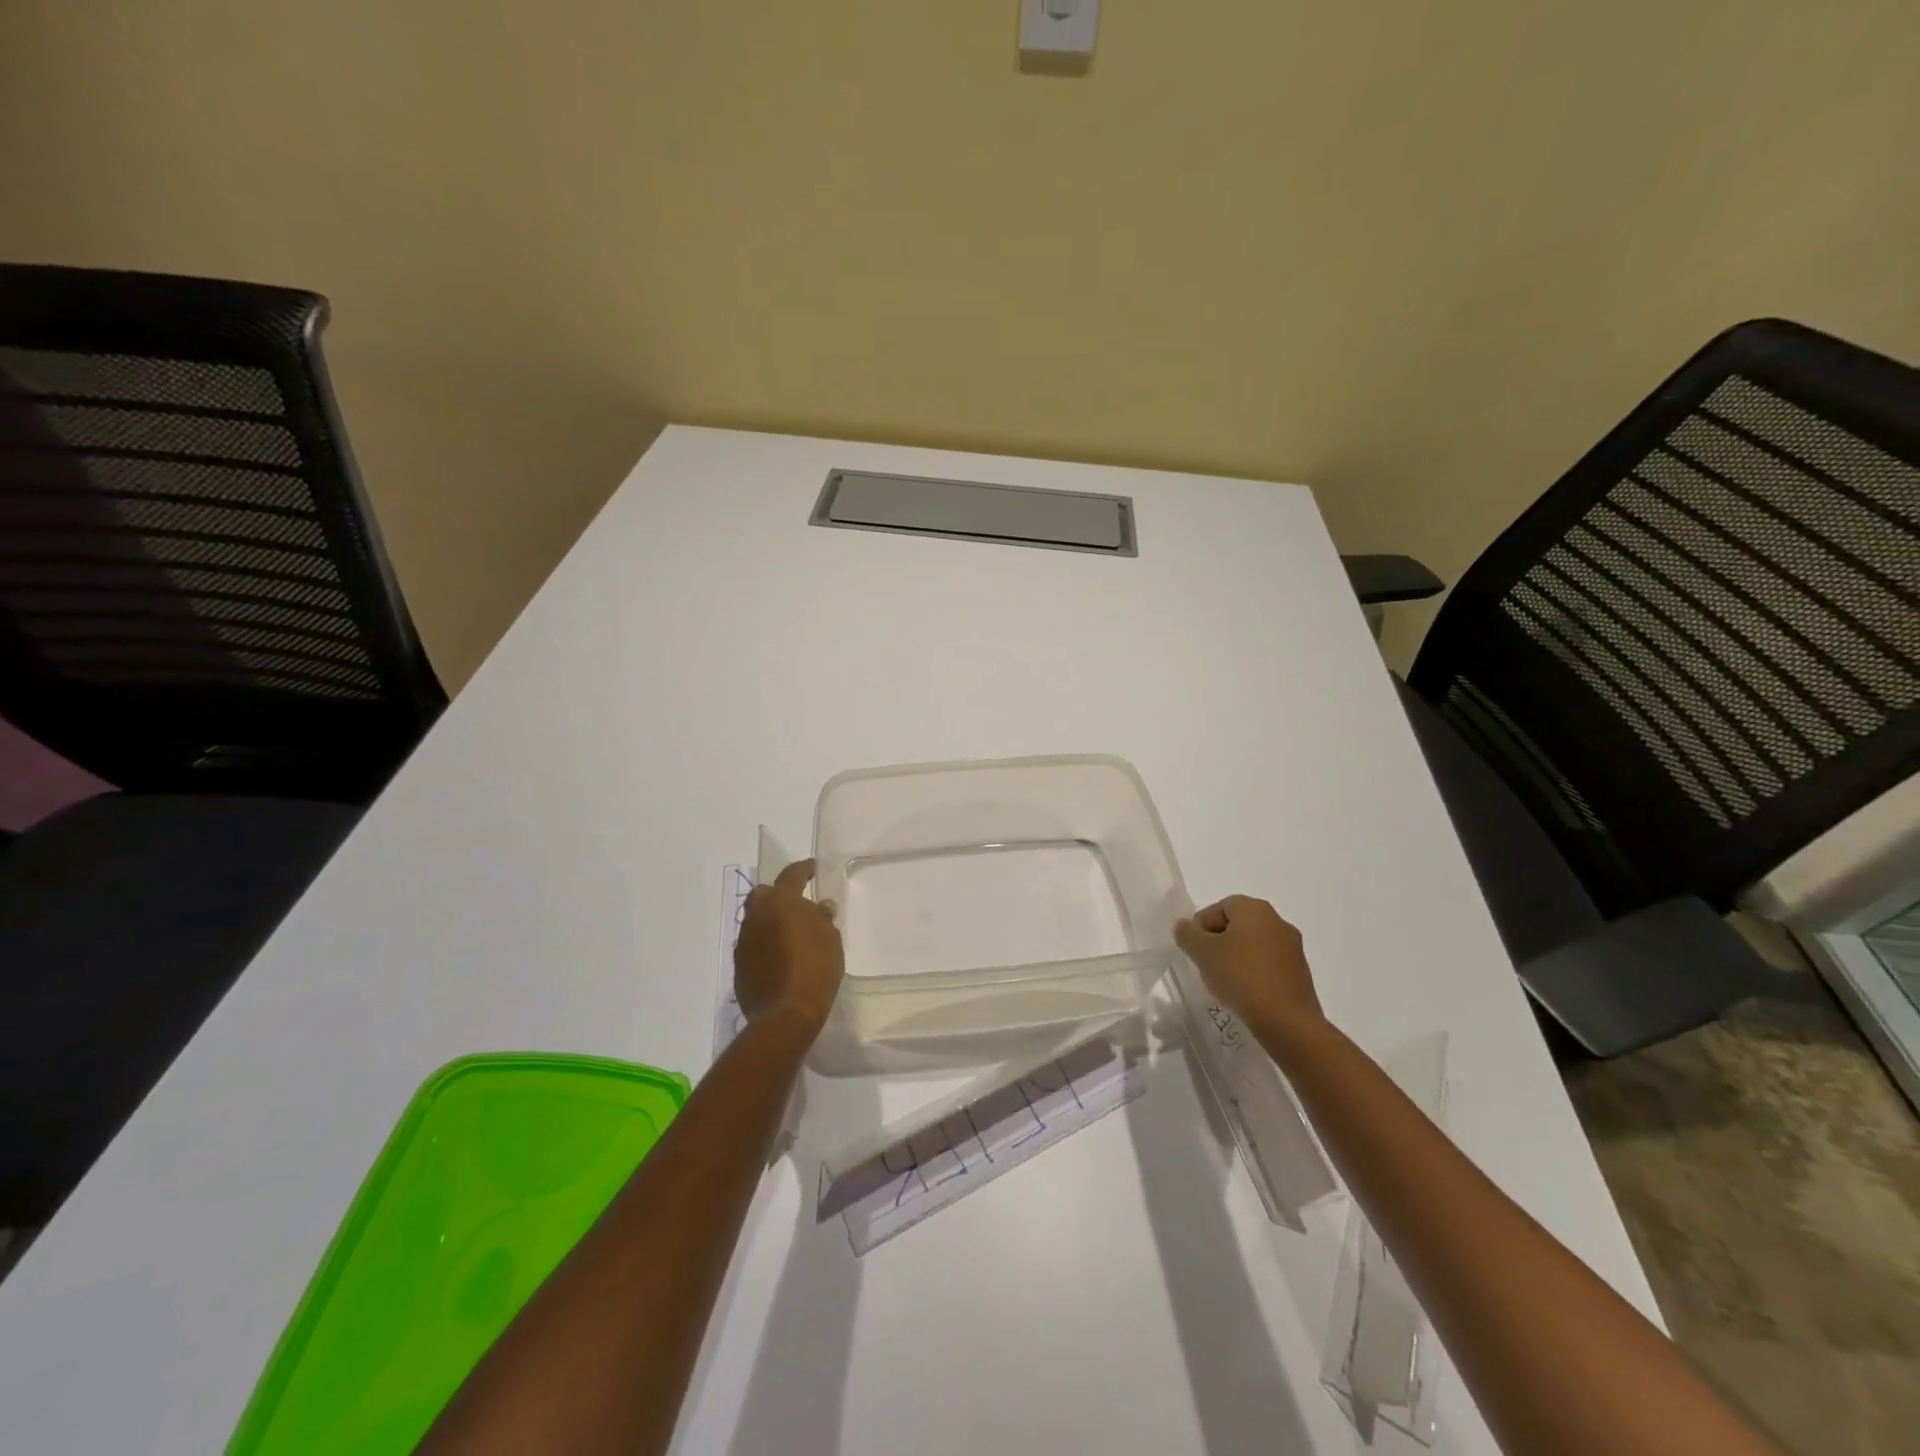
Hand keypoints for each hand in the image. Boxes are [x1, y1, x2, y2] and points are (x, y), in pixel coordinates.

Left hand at [735, 858, 844, 1037]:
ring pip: (755, 921)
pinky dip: (765, 946)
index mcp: (781, 902)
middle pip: (763, 894)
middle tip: (796, 905)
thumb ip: (822, 919)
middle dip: (777, 895)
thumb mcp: (831, 939)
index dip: (804, 869)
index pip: (791, 875)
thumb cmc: (816, 968)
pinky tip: (780, 959)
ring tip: (790, 935)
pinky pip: (753, 946)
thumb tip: (819, 908)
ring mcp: (744, 942)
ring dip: (770, 922)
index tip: (813, 868)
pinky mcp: (739, 966)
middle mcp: (757, 916)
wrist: (786, 1014)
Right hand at [1174, 895, 1324, 1040]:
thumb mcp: (1202, 953)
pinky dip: (1253, 973)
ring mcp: (1293, 948)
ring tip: (1223, 981)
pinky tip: (1244, 993)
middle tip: (1204, 963)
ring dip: (1236, 958)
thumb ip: (1187, 934)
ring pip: (1253, 945)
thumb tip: (1184, 926)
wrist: (1287, 1021)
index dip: (1201, 925)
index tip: (1193, 949)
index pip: (1220, 907)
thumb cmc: (1240, 976)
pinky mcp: (1300, 974)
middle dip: (1218, 941)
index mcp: (1255, 909)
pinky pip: (1268, 965)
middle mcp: (1278, 921)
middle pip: (1238, 925)